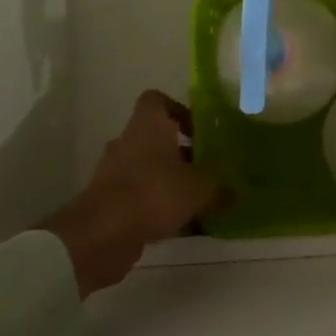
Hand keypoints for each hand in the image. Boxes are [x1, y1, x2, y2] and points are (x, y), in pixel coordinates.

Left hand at [42, 91, 221, 296]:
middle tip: (205, 168)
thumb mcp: (199, 189)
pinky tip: (176, 221)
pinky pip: (136, 192)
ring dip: (167, 178)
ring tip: (194, 198)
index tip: (199, 130)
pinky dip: (154, 201)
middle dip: (180, 151)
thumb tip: (235, 191)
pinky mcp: (107, 199)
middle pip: (155, 136)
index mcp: (148, 125)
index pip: (157, 100)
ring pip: (146, 166)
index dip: (179, 110)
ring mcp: (113, 170)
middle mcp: (127, 141)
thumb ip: (219, 186)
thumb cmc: (153, 194)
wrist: (100, 235)